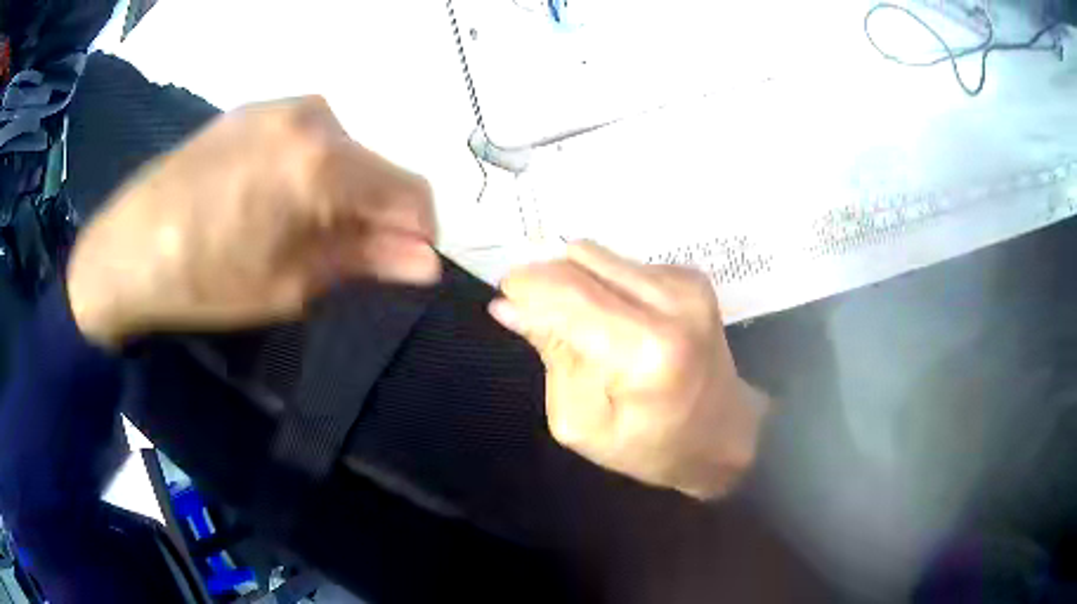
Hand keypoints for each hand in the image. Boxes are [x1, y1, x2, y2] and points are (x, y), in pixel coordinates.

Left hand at [67, 97, 438, 347]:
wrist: (126, 249)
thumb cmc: (204, 277)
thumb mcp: (289, 283)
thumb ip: (365, 261)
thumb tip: (425, 262)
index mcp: (324, 161)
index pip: (410, 189)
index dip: (417, 231)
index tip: (404, 263)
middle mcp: (313, 115)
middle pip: (374, 166)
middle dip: (372, 213)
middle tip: (341, 258)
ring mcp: (279, 105)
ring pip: (341, 150)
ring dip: (339, 191)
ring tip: (297, 231)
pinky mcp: (252, 109)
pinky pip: (305, 137)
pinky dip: (308, 171)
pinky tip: (271, 201)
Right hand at [490, 241, 766, 498]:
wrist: (722, 432)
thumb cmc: (650, 445)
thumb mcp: (581, 422)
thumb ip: (550, 355)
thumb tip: (508, 305)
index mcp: (646, 350)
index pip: (567, 292)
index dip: (525, 286)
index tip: (504, 298)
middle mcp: (672, 301)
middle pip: (580, 260)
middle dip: (546, 281)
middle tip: (538, 317)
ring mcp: (686, 282)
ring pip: (598, 255)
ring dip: (576, 283)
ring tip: (584, 326)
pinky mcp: (690, 276)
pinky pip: (621, 263)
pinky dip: (604, 285)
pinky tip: (615, 319)